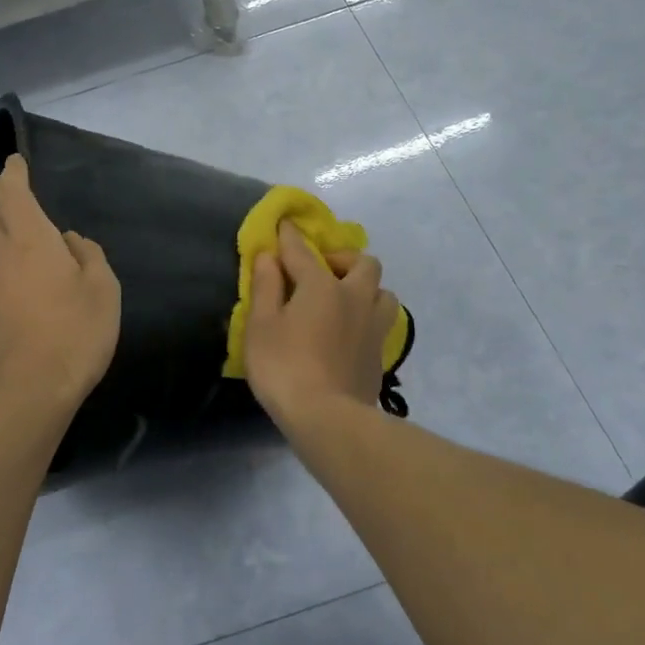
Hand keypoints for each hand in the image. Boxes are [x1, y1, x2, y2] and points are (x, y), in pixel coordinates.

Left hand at [0, 154, 120, 416]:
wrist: (22, 399)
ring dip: (8, 253)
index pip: (11, 192)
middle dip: (10, 212)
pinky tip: (26, 309)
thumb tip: (70, 243)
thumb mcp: (103, 291)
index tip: (16, 163)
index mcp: (29, 240)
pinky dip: (4, 284)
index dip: (13, 173)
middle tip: (38, 228)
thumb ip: (89, 256)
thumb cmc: (73, 335)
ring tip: (39, 278)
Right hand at [244, 221, 398, 427]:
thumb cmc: (285, 368)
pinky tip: (352, 332)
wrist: (328, 420)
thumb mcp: (261, 326)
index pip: (303, 251)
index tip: (284, 224)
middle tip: (322, 271)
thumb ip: (266, 287)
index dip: (290, 236)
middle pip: (363, 263)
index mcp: (322, 286)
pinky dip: (368, 318)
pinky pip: (382, 323)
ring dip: (366, 288)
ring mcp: (373, 327)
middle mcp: (354, 298)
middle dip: (343, 259)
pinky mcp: (380, 355)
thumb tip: (268, 256)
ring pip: (383, 292)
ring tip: (345, 301)